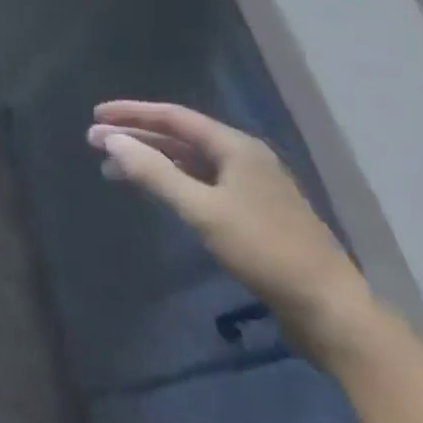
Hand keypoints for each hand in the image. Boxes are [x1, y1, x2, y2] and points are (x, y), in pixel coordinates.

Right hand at [89, 100, 377, 363]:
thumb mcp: (202, 210)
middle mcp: (243, 158)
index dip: (132, 113)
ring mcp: (250, 186)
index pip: (174, 117)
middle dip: (136, 138)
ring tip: (112, 169)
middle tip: (94, 142)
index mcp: (236, 147)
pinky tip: (153, 191)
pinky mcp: (251, 213)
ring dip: (150, 161)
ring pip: (188, 162)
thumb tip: (112, 140)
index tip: (96, 115)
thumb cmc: (264, 250)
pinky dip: (170, 181)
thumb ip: (155, 173)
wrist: (329, 309)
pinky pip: (200, 183)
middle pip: (180, 138)